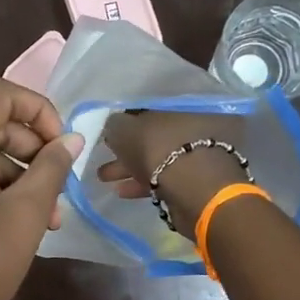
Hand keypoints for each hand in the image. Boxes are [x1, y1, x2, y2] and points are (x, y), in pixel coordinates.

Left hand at [0, 80, 82, 299]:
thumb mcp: (25, 213)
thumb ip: (51, 167)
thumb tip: (72, 138)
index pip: (0, 96)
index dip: (40, 110)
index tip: (64, 144)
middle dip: (34, 151)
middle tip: (62, 186)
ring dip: (22, 177)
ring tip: (51, 216)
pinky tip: (25, 224)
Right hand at [98, 109, 246, 238]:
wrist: (193, 189)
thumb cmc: (159, 148)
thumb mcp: (126, 129)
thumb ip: (115, 125)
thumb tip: (112, 126)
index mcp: (182, 107)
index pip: (149, 111)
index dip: (126, 122)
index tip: (108, 133)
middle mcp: (194, 128)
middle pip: (152, 137)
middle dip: (125, 149)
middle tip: (103, 157)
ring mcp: (196, 158)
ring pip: (156, 160)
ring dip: (129, 169)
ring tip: (104, 178)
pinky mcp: (194, 185)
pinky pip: (162, 181)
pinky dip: (141, 184)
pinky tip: (122, 191)